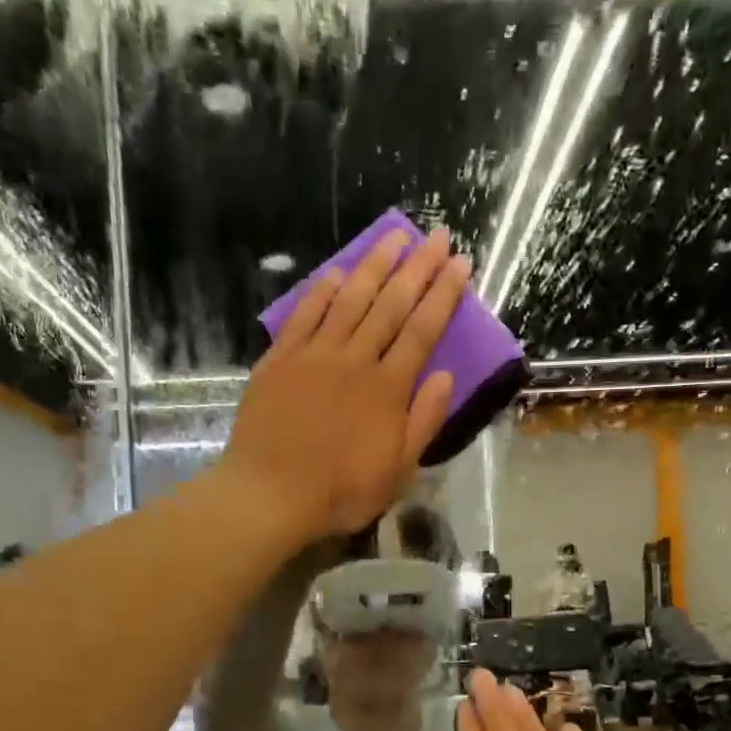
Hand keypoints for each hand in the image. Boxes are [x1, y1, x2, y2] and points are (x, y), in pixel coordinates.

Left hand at [221, 227, 467, 545]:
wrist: (270, 494)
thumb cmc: (340, 492)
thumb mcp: (397, 471)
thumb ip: (423, 421)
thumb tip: (445, 375)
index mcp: (388, 389)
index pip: (423, 330)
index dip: (444, 294)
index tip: (461, 263)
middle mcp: (355, 360)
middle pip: (391, 304)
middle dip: (418, 268)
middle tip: (437, 236)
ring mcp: (315, 355)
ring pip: (350, 299)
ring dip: (374, 265)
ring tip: (394, 236)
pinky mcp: (280, 360)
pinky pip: (305, 315)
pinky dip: (322, 290)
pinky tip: (337, 271)